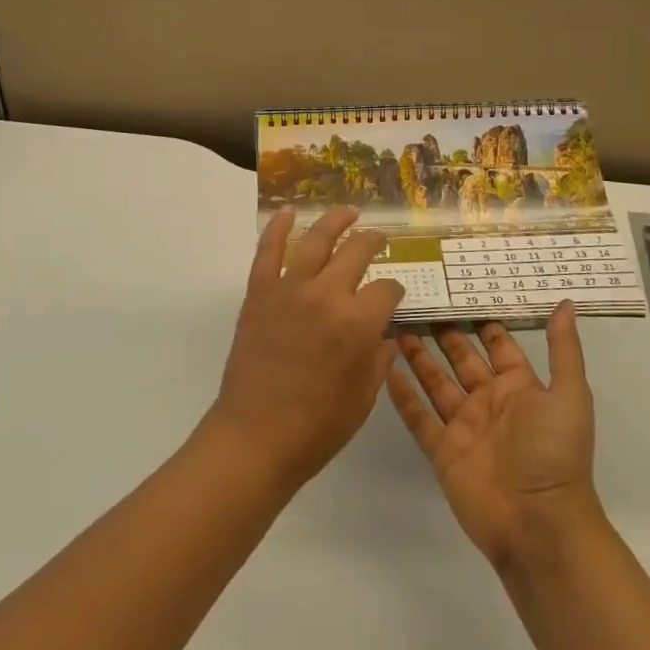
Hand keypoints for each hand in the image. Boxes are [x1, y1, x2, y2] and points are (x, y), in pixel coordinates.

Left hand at [209, 207, 404, 491]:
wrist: (255, 438)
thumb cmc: (317, 427)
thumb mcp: (364, 397)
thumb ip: (378, 358)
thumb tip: (383, 333)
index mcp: (358, 322)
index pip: (387, 290)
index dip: (395, 292)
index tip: (394, 296)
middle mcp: (327, 295)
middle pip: (357, 252)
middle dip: (373, 242)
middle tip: (378, 239)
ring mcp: (290, 289)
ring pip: (316, 240)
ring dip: (335, 221)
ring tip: (348, 212)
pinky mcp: (260, 293)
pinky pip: (268, 251)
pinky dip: (277, 228)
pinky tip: (287, 213)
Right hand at [387, 303, 597, 570]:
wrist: (539, 525)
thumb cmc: (555, 454)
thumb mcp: (569, 395)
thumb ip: (563, 349)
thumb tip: (565, 302)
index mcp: (519, 386)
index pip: (496, 342)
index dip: (479, 317)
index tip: (458, 286)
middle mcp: (488, 400)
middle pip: (460, 356)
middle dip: (442, 330)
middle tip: (418, 299)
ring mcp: (463, 426)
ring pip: (435, 381)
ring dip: (417, 355)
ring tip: (396, 324)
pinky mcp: (442, 450)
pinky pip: (418, 417)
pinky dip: (402, 395)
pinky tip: (385, 369)